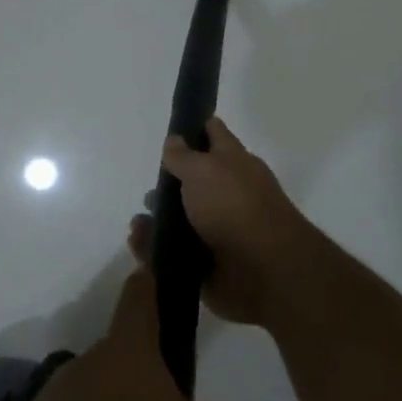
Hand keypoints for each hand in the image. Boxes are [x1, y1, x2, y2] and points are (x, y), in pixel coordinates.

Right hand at [128, 117, 314, 326]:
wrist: (263, 272)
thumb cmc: (234, 207)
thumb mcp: (203, 169)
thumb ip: (183, 155)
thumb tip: (174, 139)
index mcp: (233, 164)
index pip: (213, 135)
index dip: (194, 128)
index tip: (172, 129)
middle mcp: (225, 194)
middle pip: (191, 183)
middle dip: (166, 187)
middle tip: (148, 193)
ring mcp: (216, 230)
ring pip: (178, 221)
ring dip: (154, 221)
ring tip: (138, 224)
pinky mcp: (204, 264)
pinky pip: (171, 254)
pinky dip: (152, 250)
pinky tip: (138, 243)